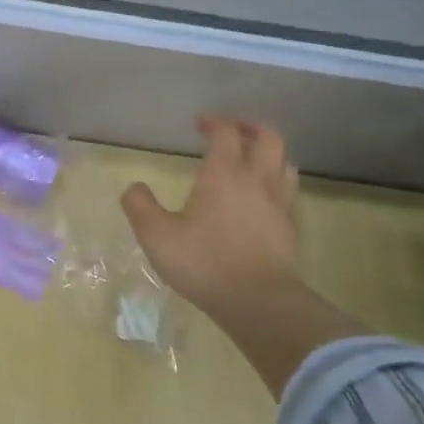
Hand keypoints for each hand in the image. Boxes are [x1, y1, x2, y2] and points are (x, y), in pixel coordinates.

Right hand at [120, 117, 301, 331]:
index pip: (227, 133)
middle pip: (268, 138)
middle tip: (234, 129)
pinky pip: (288, 190)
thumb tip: (134, 187)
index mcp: (224, 174)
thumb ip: (140, 206)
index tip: (200, 124)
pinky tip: (263, 195)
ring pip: (285, 162)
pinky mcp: (289, 227)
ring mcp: (279, 203)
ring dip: (269, 153)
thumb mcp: (156, 235)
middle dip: (250, 127)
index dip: (215, 122)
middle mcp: (257, 179)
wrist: (257, 301)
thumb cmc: (204, 262)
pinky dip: (277, 181)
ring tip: (253, 158)